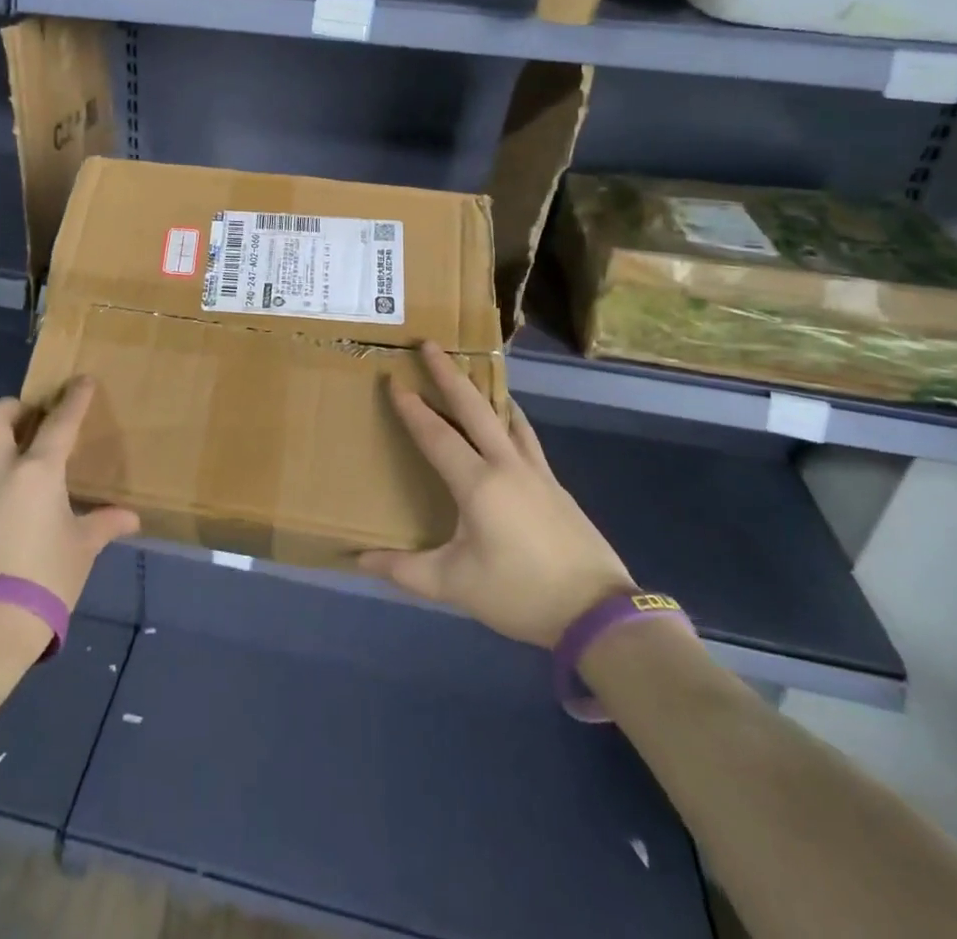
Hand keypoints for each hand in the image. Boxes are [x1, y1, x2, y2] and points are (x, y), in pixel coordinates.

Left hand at [0, 378, 140, 614]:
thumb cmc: (44, 580)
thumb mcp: (81, 550)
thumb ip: (103, 524)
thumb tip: (129, 518)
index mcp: (36, 472)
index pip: (59, 422)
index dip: (74, 399)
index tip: (82, 381)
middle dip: (13, 408)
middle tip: (33, 421)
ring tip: (19, 458)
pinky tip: (3, 502)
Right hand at [359, 342, 632, 648]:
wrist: (596, 612)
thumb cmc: (520, 593)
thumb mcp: (455, 586)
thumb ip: (405, 571)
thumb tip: (360, 561)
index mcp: (477, 484)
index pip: (436, 435)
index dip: (412, 408)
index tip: (394, 381)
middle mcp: (506, 465)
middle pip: (473, 408)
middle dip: (448, 374)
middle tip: (430, 345)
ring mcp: (536, 472)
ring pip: (506, 417)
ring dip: (484, 391)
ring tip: (471, 373)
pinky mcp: (555, 485)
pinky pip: (526, 437)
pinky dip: (511, 418)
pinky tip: (510, 422)